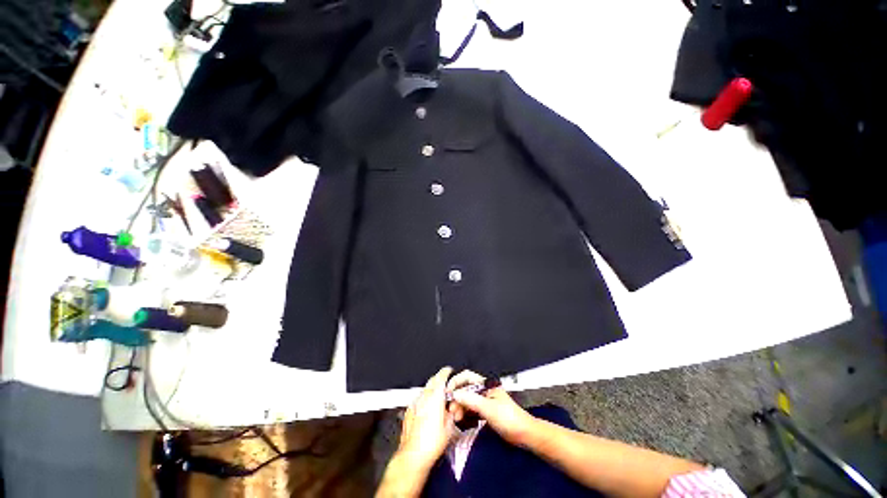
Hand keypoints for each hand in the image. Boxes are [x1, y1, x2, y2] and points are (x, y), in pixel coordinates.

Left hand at [396, 366, 455, 470]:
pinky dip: (423, 399)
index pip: (441, 377)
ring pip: (424, 389)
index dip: (446, 371)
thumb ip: (451, 412)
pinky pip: (418, 399)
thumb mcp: (449, 427)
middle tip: (445, 383)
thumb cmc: (432, 443)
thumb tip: (451, 409)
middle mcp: (424, 397)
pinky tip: (426, 409)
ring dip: (431, 389)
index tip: (449, 370)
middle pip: (432, 380)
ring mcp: (415, 403)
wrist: (413, 455)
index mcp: (436, 397)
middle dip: (439, 379)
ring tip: (437, 398)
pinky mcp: (408, 411)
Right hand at [448, 370, 536, 445]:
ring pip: (467, 400)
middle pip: (465, 389)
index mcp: (485, 384)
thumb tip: (454, 394)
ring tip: (455, 418)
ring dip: (459, 407)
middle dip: (456, 398)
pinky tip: (460, 420)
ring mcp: (484, 401)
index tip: (447, 393)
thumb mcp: (488, 408)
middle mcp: (483, 390)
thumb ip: (470, 400)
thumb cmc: (508, 418)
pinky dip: (464, 413)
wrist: (524, 434)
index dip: (456, 382)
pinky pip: (471, 409)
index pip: (466, 377)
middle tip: (450, 410)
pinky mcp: (485, 412)